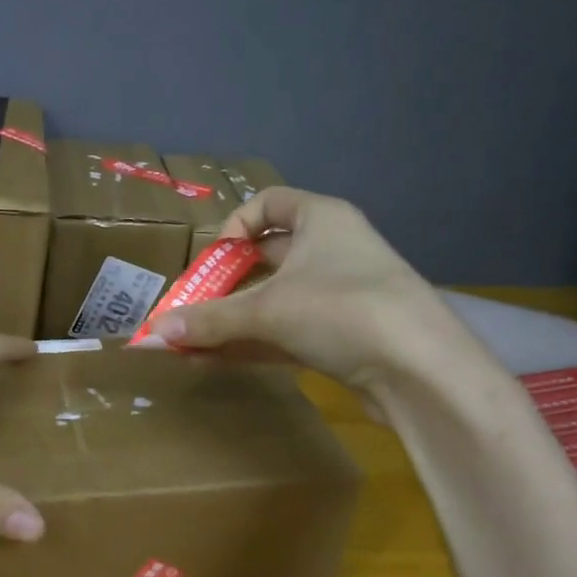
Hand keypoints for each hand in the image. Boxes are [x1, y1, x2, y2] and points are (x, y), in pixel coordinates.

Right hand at [147, 186, 442, 389]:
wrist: (423, 372)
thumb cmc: (342, 310)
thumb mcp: (267, 310)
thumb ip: (209, 320)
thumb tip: (153, 332)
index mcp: (322, 219)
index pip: (268, 204)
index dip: (233, 227)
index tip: (212, 261)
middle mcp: (332, 250)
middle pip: (266, 258)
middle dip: (223, 286)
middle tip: (191, 309)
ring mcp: (341, 296)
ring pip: (274, 301)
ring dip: (231, 322)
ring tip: (188, 344)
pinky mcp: (344, 336)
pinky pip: (286, 331)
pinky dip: (252, 343)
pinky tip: (214, 361)